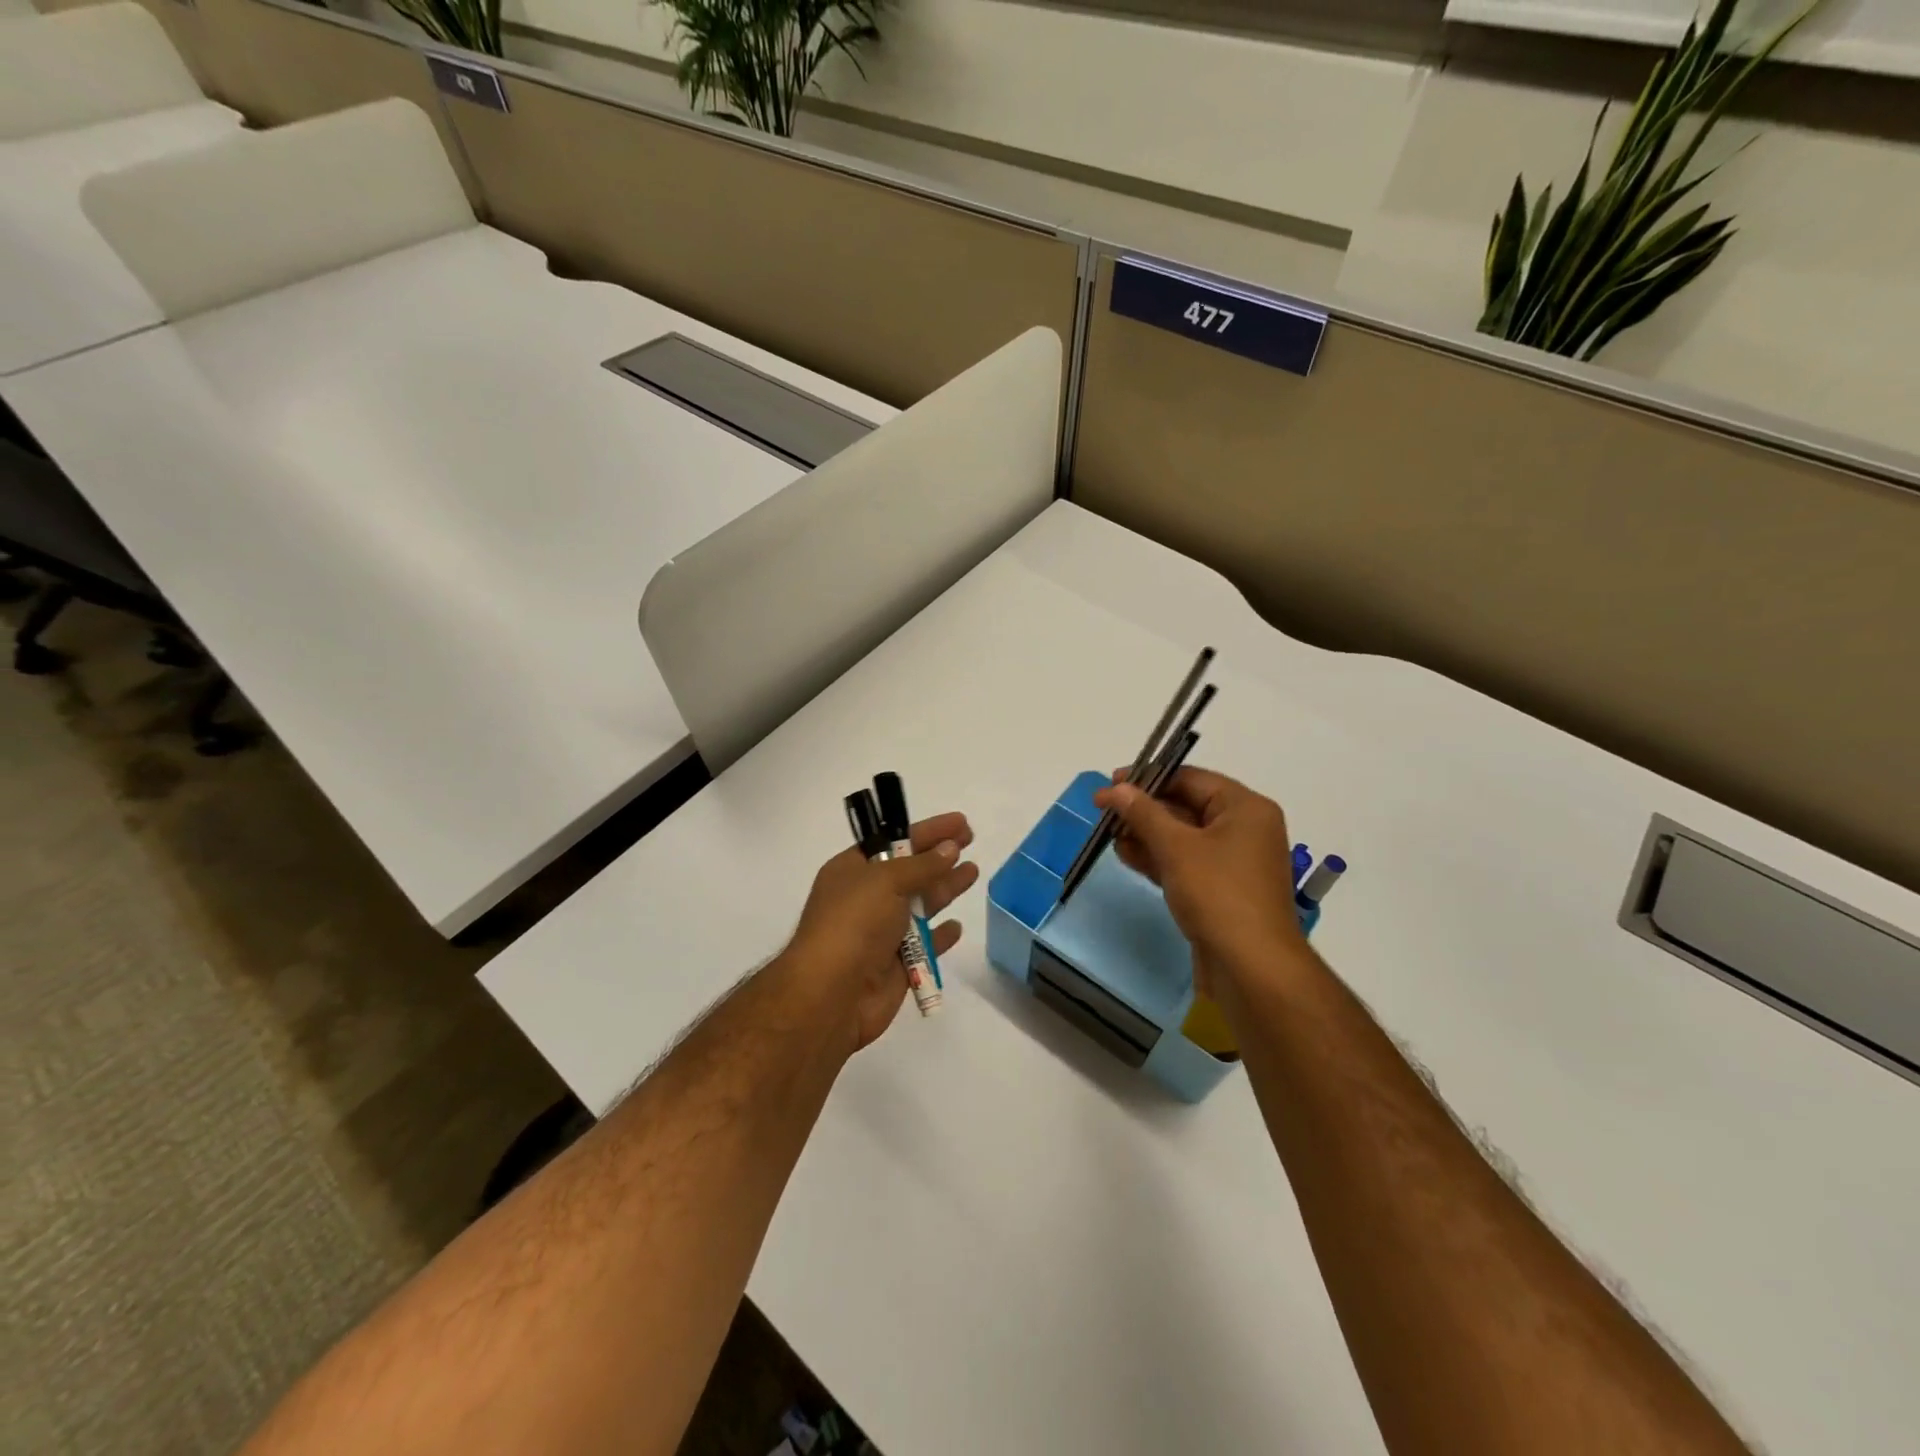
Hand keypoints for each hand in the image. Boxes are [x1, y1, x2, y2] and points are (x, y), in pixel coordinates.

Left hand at [782, 811, 979, 1051]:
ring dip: (945, 888)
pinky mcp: (897, 965)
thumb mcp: (885, 880)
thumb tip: (951, 848)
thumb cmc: (853, 924)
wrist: (832, 994)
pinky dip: (941, 935)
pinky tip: (956, 926)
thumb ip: (922, 865)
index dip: (927, 830)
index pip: (893, 841)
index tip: (958, 821)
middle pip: (910, 871)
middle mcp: (866, 899)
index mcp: (852, 871)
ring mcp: (881, 933)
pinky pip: (925, 945)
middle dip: (939, 855)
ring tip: (972, 872)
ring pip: (920, 905)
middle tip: (970, 840)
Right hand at [1092, 767, 1306, 999]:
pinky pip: (1186, 862)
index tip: (1111, 784)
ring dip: (1146, 835)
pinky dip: (1159, 858)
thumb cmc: (1218, 894)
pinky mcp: (1222, 890)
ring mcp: (1234, 862)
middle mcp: (1244, 829)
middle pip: (1186, 806)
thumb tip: (1115, 788)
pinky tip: (1128, 858)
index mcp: (1245, 808)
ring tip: (1110, 837)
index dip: (1148, 778)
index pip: (1190, 778)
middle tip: (1104, 812)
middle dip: (1144, 810)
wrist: (1252, 968)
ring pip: (1183, 837)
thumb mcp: (1176, 847)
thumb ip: (1143, 813)